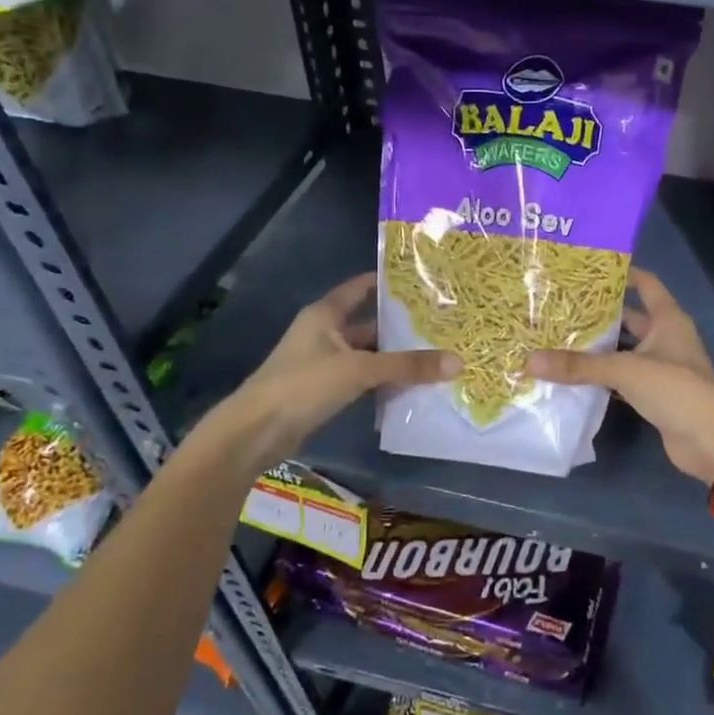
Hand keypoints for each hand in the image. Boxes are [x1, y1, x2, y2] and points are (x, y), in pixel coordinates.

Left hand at [192, 273, 455, 472]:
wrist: (255, 433)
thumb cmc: (303, 386)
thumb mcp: (359, 370)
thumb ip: (407, 366)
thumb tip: (458, 362)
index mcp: (326, 314)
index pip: (361, 288)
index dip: (389, 283)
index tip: (424, 281)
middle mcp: (325, 333)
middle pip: (370, 323)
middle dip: (402, 326)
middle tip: (443, 323)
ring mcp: (324, 362)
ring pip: (368, 353)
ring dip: (395, 356)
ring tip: (436, 354)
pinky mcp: (325, 389)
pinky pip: (363, 377)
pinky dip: (384, 379)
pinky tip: (412, 385)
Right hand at [527, 269, 713, 485]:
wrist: (710, 441)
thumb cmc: (676, 389)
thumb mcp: (625, 370)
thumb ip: (579, 366)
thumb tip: (529, 360)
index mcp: (668, 319)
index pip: (646, 284)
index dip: (622, 273)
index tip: (588, 269)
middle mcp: (666, 338)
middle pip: (630, 318)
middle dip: (599, 314)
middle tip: (560, 307)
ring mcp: (662, 368)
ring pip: (624, 350)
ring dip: (598, 348)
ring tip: (558, 338)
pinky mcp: (655, 395)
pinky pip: (623, 378)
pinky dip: (603, 377)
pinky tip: (574, 376)